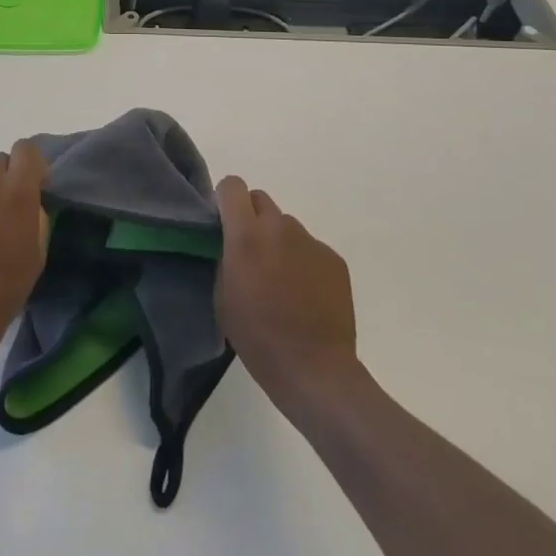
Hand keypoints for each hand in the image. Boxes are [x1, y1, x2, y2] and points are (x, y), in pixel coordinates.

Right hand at [215, 176, 361, 409]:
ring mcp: (311, 242)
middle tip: (251, 252)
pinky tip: (305, 293)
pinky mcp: (334, 259)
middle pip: (260, 200)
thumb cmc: (257, 336)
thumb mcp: (222, 295)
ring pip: (287, 226)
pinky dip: (303, 261)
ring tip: (281, 280)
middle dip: (251, 218)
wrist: (314, 368)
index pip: (232, 186)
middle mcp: (279, 228)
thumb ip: (225, 257)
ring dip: (279, 241)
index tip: (223, 222)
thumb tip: (231, 243)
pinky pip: (310, 248)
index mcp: (246, 235)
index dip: (225, 199)